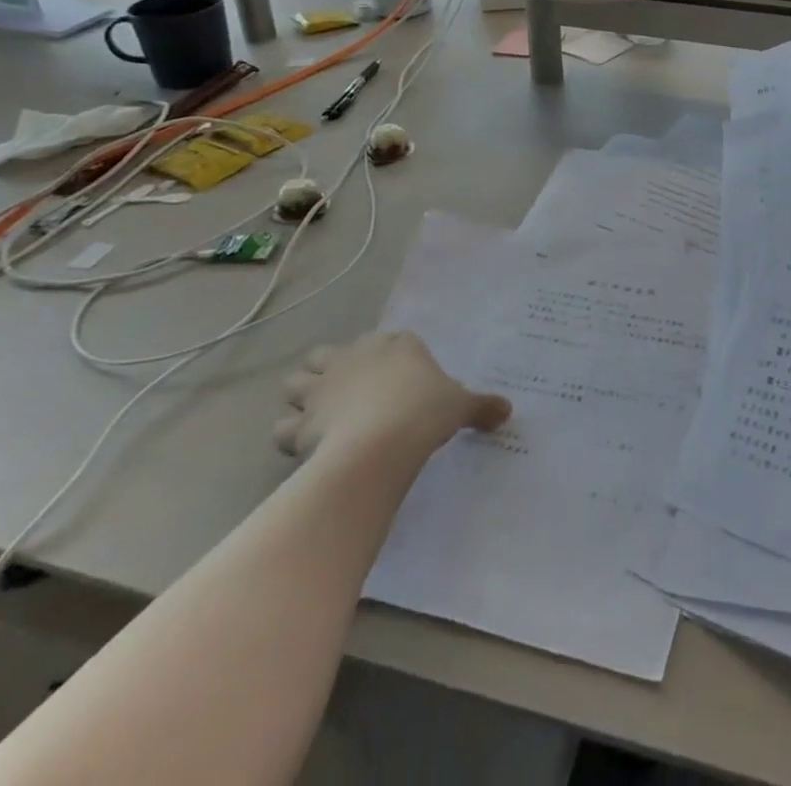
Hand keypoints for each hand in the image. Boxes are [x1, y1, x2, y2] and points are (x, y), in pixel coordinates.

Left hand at [274, 332, 510, 463]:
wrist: (382, 442)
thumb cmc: (426, 411)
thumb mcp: (461, 406)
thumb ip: (482, 406)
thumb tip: (507, 411)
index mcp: (394, 344)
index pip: (387, 341)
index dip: (388, 359)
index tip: (400, 381)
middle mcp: (353, 356)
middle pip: (326, 354)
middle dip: (329, 370)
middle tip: (347, 395)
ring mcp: (321, 388)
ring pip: (294, 383)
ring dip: (302, 398)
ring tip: (319, 418)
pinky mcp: (300, 423)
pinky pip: (283, 428)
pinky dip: (289, 436)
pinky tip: (305, 449)